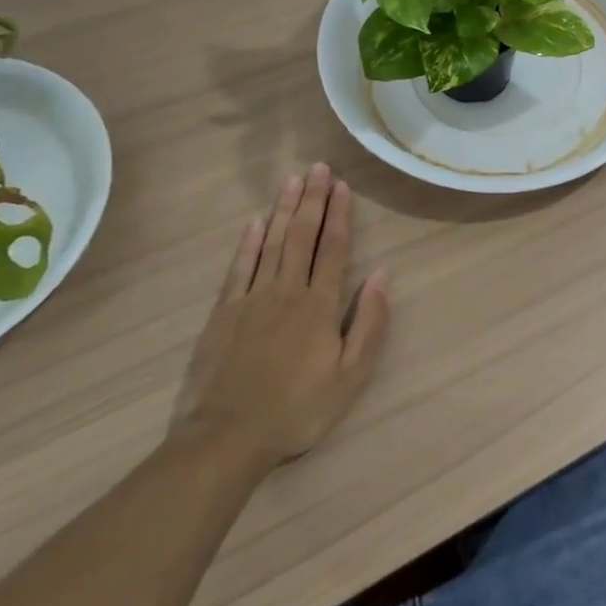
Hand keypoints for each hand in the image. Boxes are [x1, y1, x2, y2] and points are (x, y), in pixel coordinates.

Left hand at [168, 162, 389, 482]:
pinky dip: (248, 242)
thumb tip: (381, 275)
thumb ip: (368, 323)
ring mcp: (252, 299)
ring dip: (283, 210)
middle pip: (301, 236)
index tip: (342, 185)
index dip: (339, 214)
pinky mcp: (224, 312)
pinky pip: (239, 267)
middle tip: (317, 168)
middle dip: (312, 200)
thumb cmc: (298, 410)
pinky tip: (255, 222)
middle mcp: (287, 291)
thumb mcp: (351, 377)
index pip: (333, 248)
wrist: (227, 438)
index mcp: (320, 305)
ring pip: (271, 243)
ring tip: (291, 181)